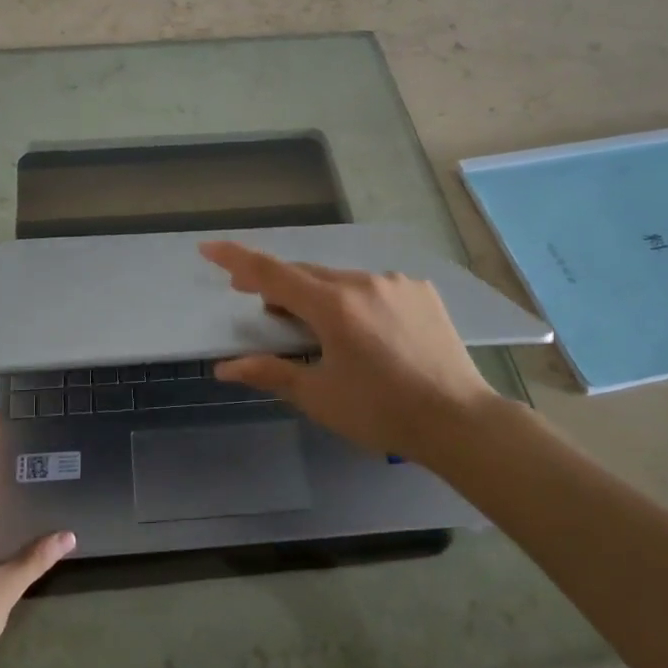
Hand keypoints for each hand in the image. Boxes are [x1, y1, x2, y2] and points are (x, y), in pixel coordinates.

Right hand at [200, 240, 516, 458]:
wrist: (459, 420)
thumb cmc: (381, 412)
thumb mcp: (319, 396)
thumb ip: (271, 372)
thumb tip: (225, 368)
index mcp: (333, 306)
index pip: (272, 273)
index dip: (236, 259)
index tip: (209, 247)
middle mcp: (362, 282)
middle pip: (306, 275)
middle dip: (278, 287)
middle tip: (262, 309)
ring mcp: (395, 282)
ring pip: (341, 280)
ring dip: (319, 296)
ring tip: (316, 328)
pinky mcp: (420, 290)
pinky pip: (374, 286)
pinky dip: (356, 300)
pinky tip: (364, 330)